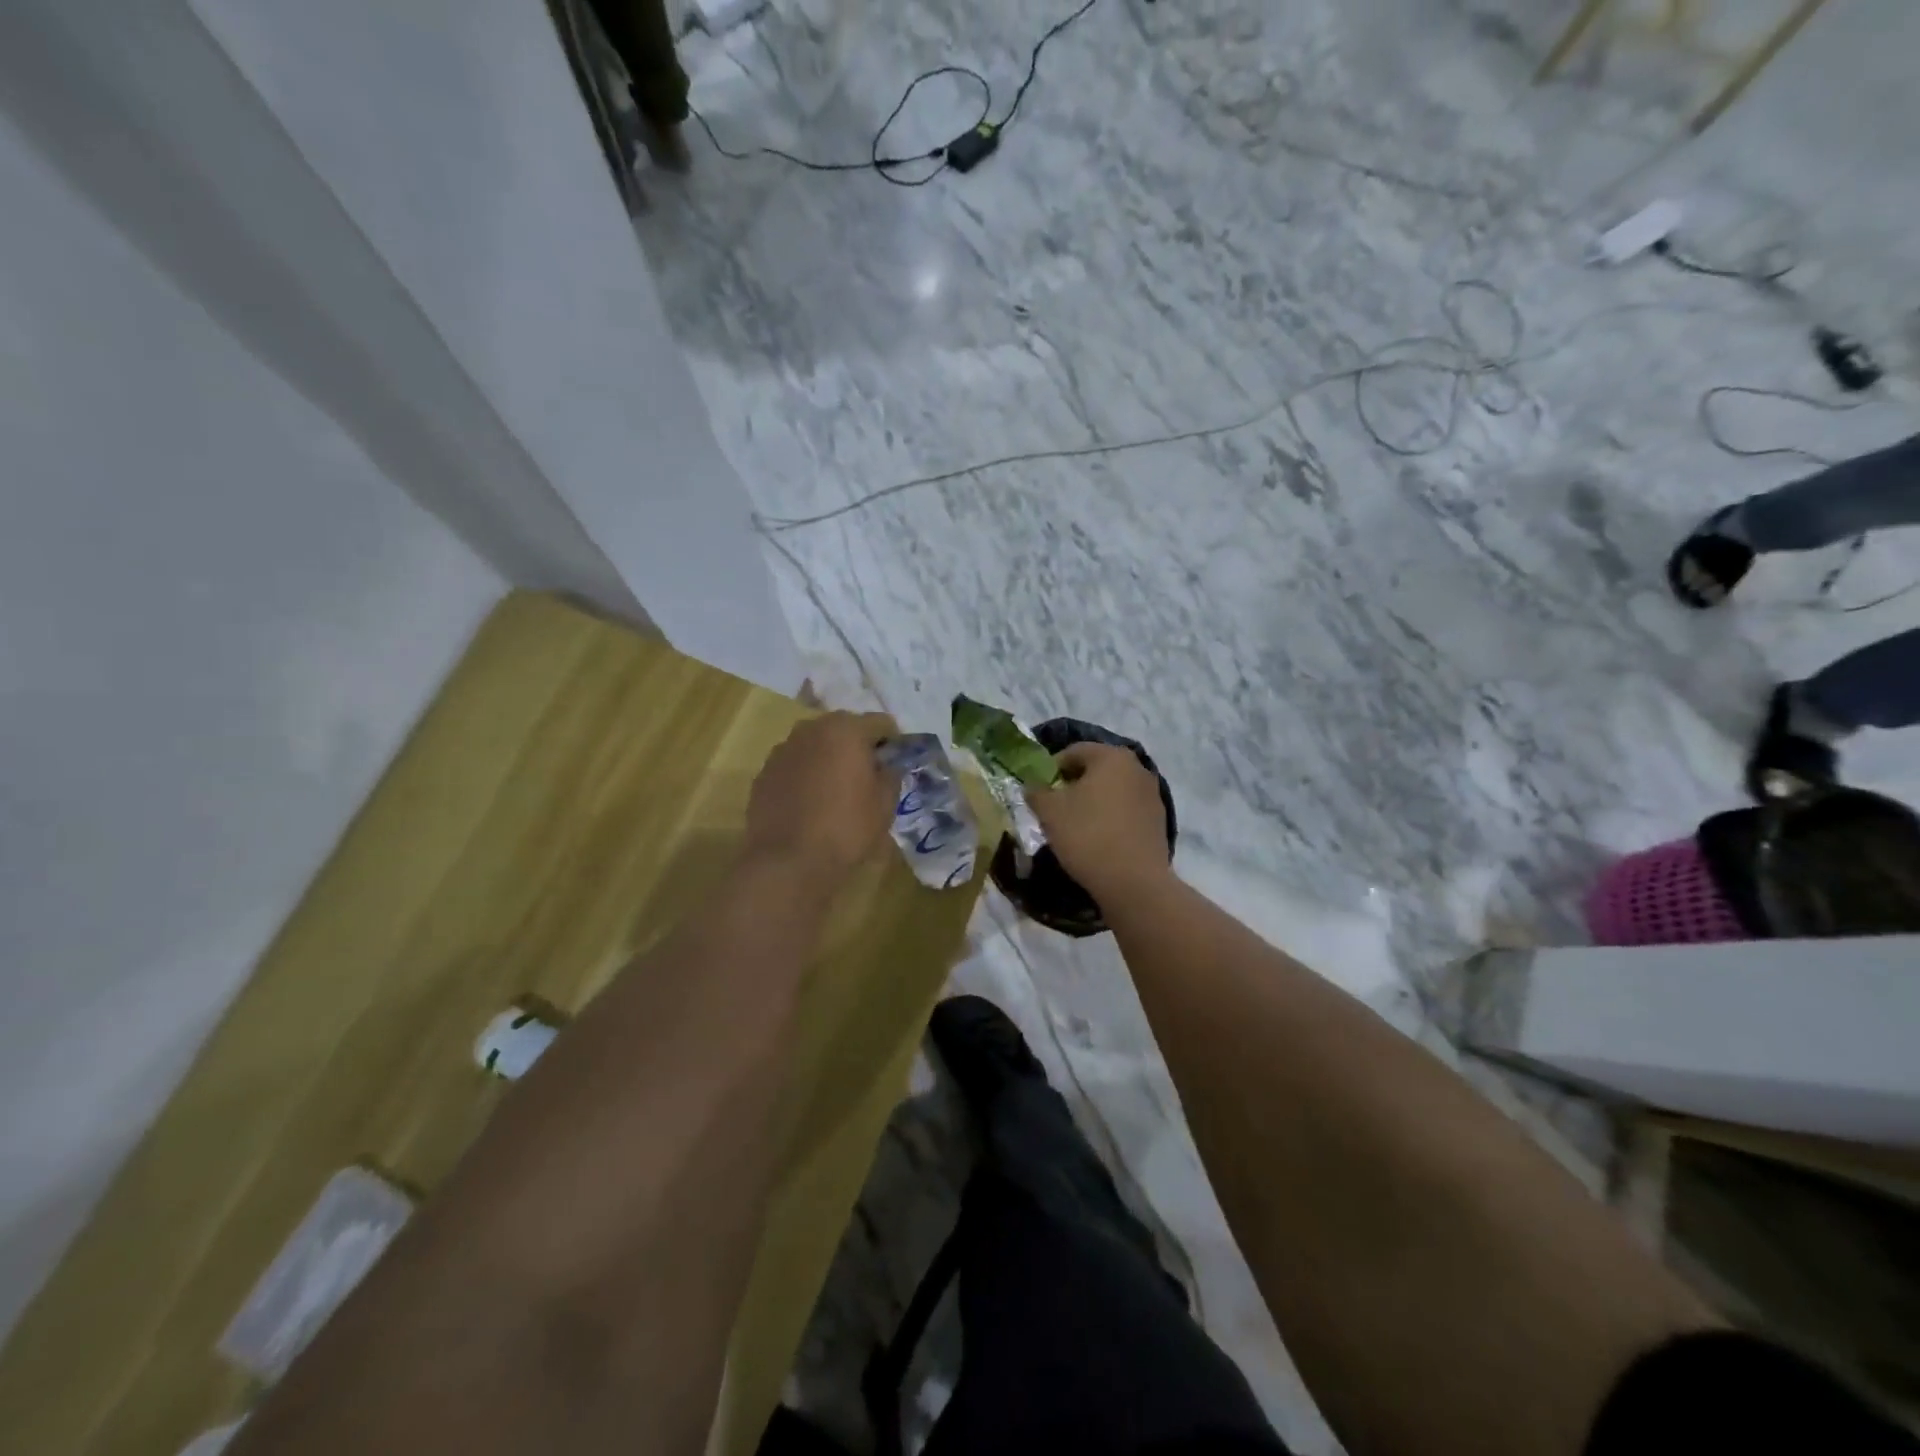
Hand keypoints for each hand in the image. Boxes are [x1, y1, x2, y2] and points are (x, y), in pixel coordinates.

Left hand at [744, 711, 899, 889]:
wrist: (788, 862)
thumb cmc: (846, 829)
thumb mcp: (885, 805)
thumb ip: (890, 775)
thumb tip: (885, 766)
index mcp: (845, 730)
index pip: (880, 723)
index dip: (892, 742)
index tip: (895, 764)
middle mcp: (810, 729)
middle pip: (843, 729)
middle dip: (857, 747)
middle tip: (866, 777)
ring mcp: (782, 750)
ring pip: (815, 746)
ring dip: (828, 759)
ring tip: (835, 791)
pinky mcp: (763, 773)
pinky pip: (794, 766)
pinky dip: (805, 776)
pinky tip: (809, 805)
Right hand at [1027, 743, 1171, 901]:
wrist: (1134, 881)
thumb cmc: (1087, 836)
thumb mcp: (1050, 812)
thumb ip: (1036, 792)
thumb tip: (1032, 786)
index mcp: (1111, 756)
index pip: (1073, 752)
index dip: (1052, 769)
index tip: (1040, 792)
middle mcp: (1137, 767)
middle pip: (1096, 769)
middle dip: (1074, 784)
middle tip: (1055, 808)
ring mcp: (1152, 794)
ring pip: (1113, 789)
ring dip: (1093, 801)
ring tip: (1076, 825)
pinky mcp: (1159, 819)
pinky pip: (1127, 809)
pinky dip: (1111, 816)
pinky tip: (1099, 838)